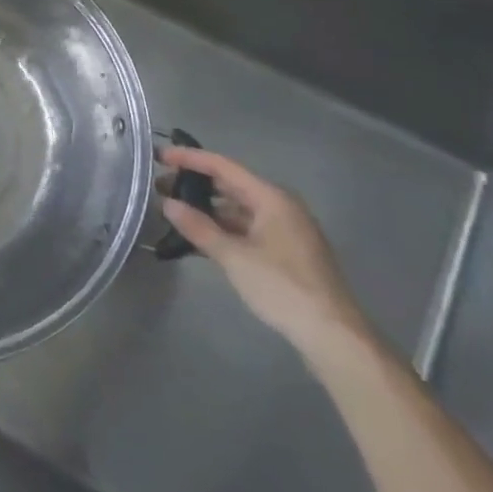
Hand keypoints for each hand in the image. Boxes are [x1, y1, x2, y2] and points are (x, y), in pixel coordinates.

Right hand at [160, 148, 374, 359]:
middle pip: (231, 185)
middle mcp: (280, 207)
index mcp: (271, 198)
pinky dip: (222, 228)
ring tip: (174, 212)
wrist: (333, 335)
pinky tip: (199, 238)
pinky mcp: (285, 252)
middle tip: (159, 187)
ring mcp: (284, 230)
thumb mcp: (234, 256)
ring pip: (238, 209)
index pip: (223, 166)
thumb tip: (168, 204)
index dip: (190, 159)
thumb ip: (198, 227)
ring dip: (207, 208)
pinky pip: (246, 228)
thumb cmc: (282, 287)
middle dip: (195, 184)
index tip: (160, 156)